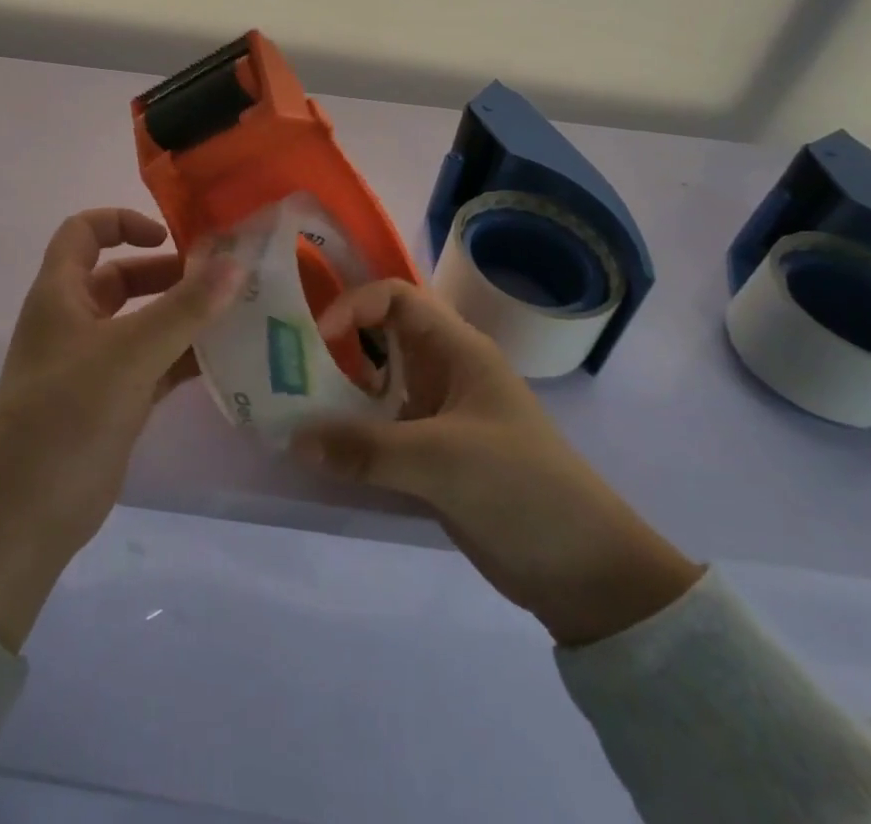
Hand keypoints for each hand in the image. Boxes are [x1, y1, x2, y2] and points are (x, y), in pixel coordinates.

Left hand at [0, 209, 240, 649]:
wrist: (24, 514)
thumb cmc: (66, 415)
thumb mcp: (129, 353)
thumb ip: (185, 308)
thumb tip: (236, 262)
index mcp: (60, 293)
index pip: (84, 231)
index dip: (123, 222)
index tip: (169, 238)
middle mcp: (74, 321)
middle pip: (121, 277)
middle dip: (169, 274)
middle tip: (222, 280)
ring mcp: (93, 364)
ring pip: (141, 323)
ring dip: (182, 317)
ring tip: (235, 315)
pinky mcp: (111, 402)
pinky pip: (153, 364)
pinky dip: (183, 357)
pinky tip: (224, 359)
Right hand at [293, 280, 701, 646]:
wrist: (584, 572)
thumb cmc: (520, 488)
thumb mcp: (441, 461)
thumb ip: (364, 448)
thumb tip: (292, 438)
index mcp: (457, 350)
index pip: (396, 297)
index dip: (354, 305)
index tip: (318, 339)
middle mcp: (442, 371)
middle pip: (378, 337)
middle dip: (334, 345)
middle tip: (285, 365)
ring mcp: (436, 413)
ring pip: (375, 384)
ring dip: (336, 392)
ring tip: (290, 406)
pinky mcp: (429, 454)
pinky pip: (378, 428)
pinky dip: (349, 433)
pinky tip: (318, 449)